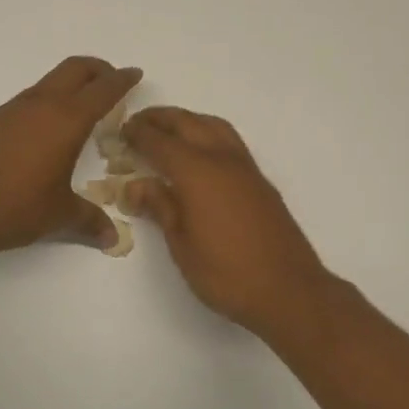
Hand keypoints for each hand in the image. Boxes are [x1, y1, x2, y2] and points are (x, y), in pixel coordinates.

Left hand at [0, 56, 141, 257]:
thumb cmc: (16, 208)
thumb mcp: (60, 216)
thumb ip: (90, 221)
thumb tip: (112, 238)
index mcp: (66, 120)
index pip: (103, 90)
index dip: (122, 80)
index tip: (134, 74)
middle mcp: (39, 105)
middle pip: (74, 69)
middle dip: (97, 70)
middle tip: (110, 82)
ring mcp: (9, 111)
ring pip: (46, 84)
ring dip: (67, 88)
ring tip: (78, 112)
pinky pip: (24, 104)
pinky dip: (42, 107)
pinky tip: (40, 136)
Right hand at [120, 107, 333, 335]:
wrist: (288, 289)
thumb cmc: (226, 273)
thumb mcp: (182, 244)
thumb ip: (160, 206)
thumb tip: (136, 185)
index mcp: (197, 172)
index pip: (160, 141)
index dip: (138, 133)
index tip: (121, 131)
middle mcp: (222, 159)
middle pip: (188, 123)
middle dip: (160, 119)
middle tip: (139, 124)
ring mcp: (246, 168)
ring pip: (213, 126)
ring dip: (188, 121)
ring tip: (168, 132)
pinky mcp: (260, 181)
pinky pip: (229, 141)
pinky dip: (208, 134)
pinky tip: (200, 154)